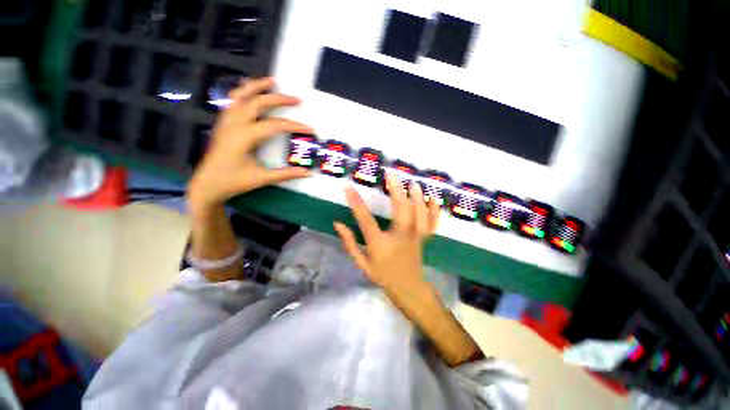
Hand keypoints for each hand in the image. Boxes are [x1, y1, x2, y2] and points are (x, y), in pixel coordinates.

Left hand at [187, 77, 312, 214]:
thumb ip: (286, 174)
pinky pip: (232, 101)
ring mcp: (226, 121)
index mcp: (244, 137)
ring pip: (241, 95)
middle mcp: (234, 123)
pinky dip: (243, 92)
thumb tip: (308, 173)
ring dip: (257, 86)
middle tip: (297, 99)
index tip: (310, 129)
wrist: (207, 184)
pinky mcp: (223, 123)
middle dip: (279, 99)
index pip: (275, 125)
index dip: (295, 126)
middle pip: (258, 102)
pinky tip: (250, 91)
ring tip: (272, 81)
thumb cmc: (234, 182)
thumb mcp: (262, 179)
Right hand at [334, 175, 440, 290]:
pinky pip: (432, 223)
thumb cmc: (382, 275)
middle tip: (390, 175)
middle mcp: (399, 237)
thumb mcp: (361, 263)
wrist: (407, 288)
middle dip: (395, 191)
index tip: (348, 188)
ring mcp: (415, 237)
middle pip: (400, 211)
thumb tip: (337, 224)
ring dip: (416, 197)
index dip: (356, 203)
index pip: (365, 220)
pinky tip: (433, 198)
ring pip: (419, 214)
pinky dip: (434, 210)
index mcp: (380, 244)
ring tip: (412, 183)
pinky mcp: (424, 238)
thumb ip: (350, 243)